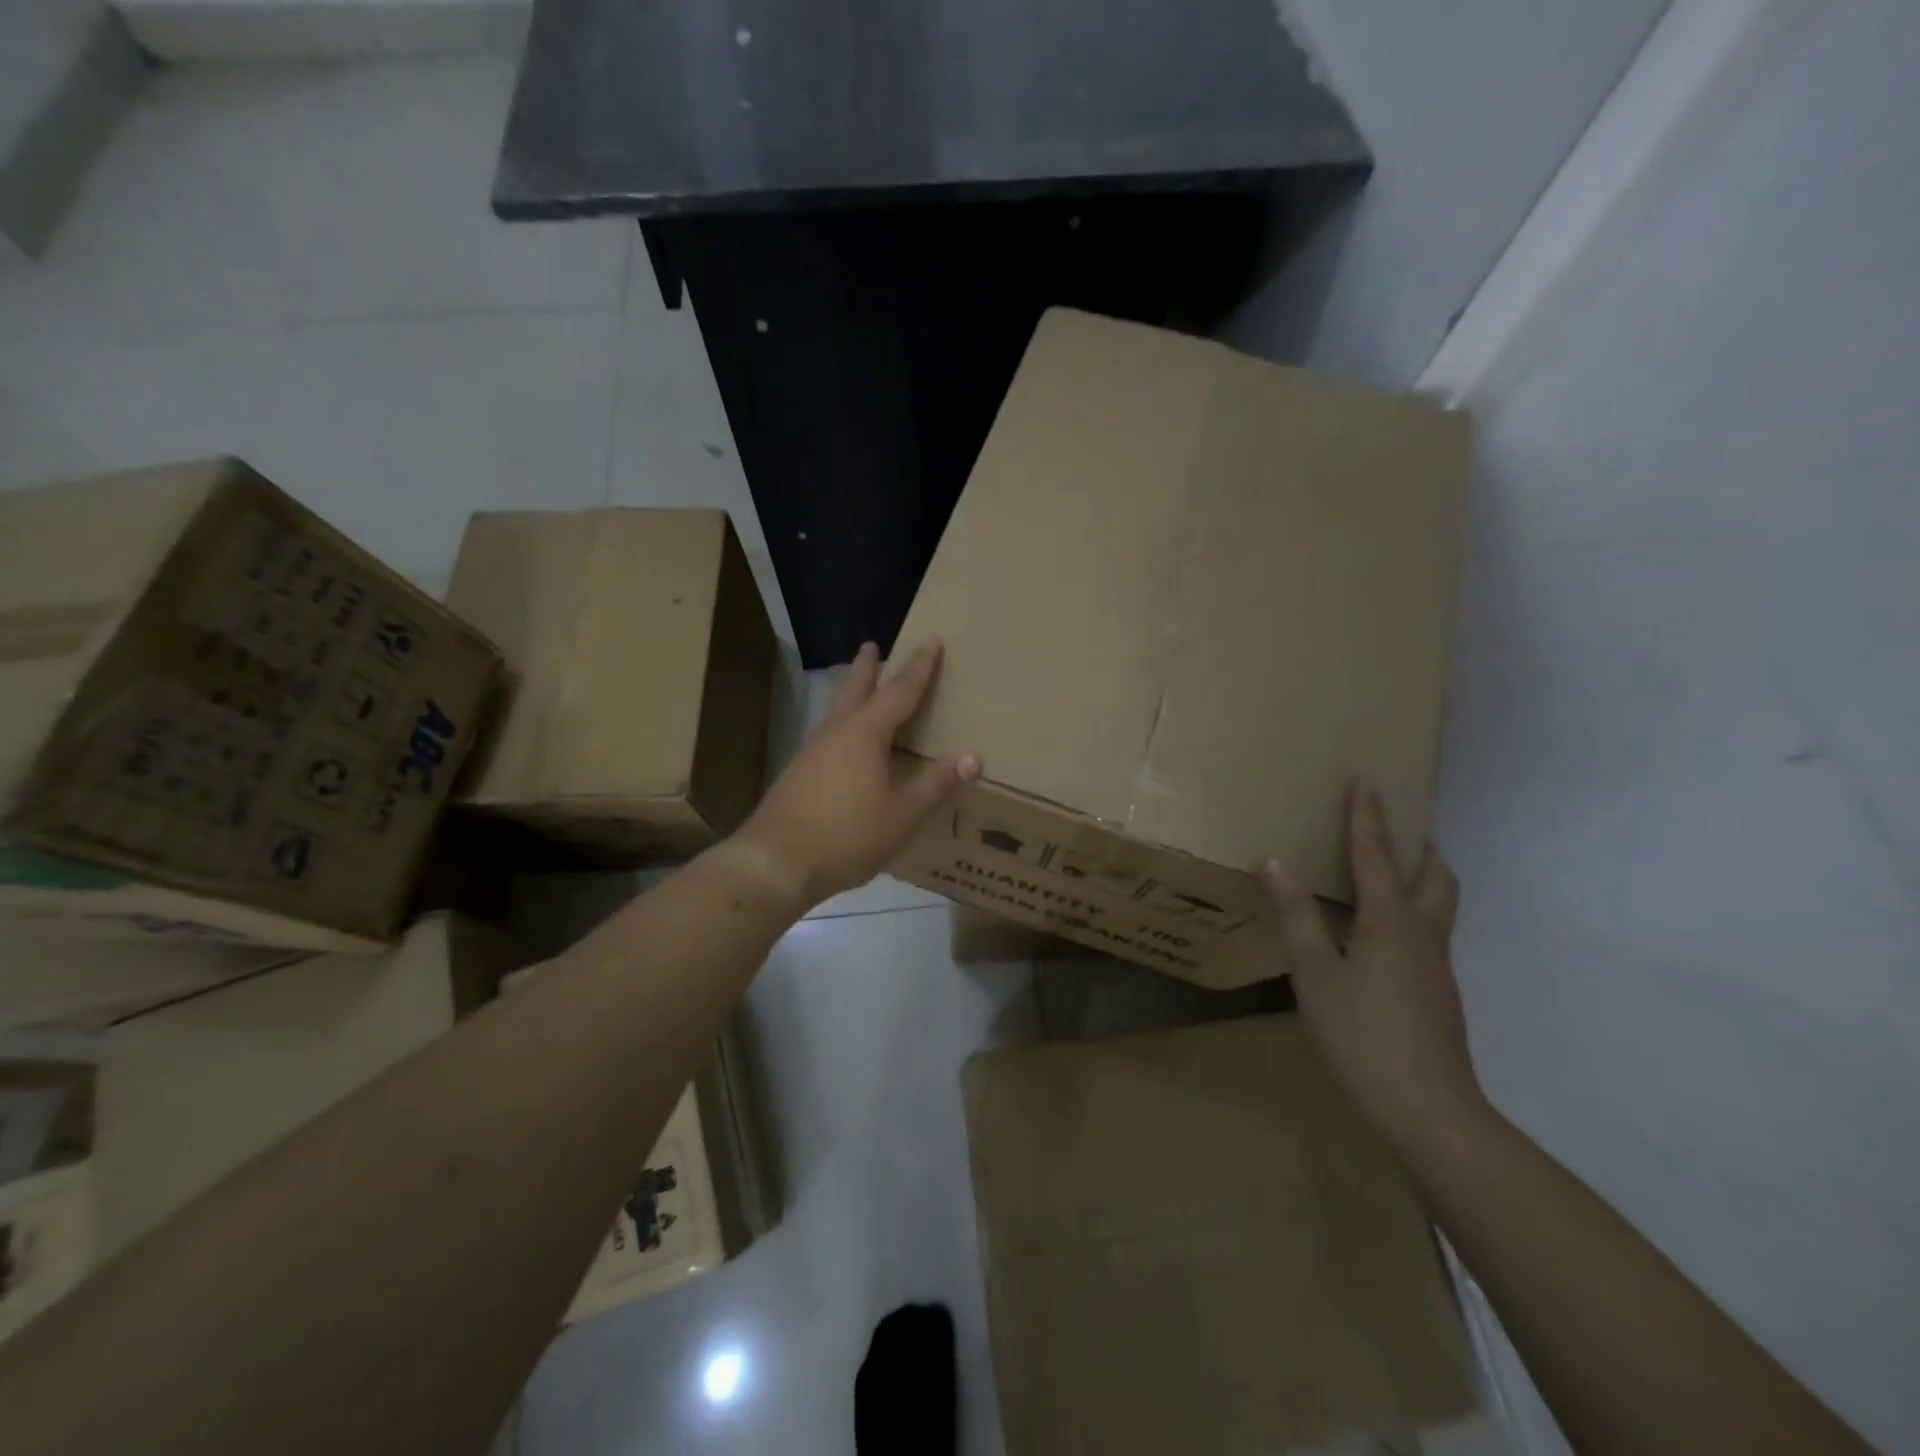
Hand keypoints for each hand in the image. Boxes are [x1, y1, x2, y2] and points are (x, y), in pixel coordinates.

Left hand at [734, 639, 980, 907]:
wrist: (776, 862)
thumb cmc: (847, 834)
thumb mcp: (902, 813)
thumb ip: (936, 783)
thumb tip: (972, 757)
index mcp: (865, 733)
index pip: (900, 691)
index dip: (919, 667)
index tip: (931, 640)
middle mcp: (836, 733)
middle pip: (855, 689)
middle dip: (867, 668)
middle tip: (872, 646)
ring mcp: (812, 752)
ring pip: (837, 711)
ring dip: (851, 694)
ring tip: (861, 690)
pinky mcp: (799, 774)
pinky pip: (829, 736)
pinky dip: (844, 725)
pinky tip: (846, 746)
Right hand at [1260, 781, 1485, 1153]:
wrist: (1429, 1111)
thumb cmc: (1364, 1035)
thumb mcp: (1316, 974)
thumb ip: (1296, 915)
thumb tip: (1276, 861)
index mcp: (1392, 921)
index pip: (1376, 855)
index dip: (1368, 816)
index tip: (1368, 779)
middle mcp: (1423, 933)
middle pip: (1435, 876)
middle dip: (1417, 847)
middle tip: (1394, 831)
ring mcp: (1436, 966)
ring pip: (1438, 905)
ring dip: (1419, 878)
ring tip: (1386, 875)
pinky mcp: (1437, 993)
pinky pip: (1427, 933)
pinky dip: (1409, 913)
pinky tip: (1378, 937)